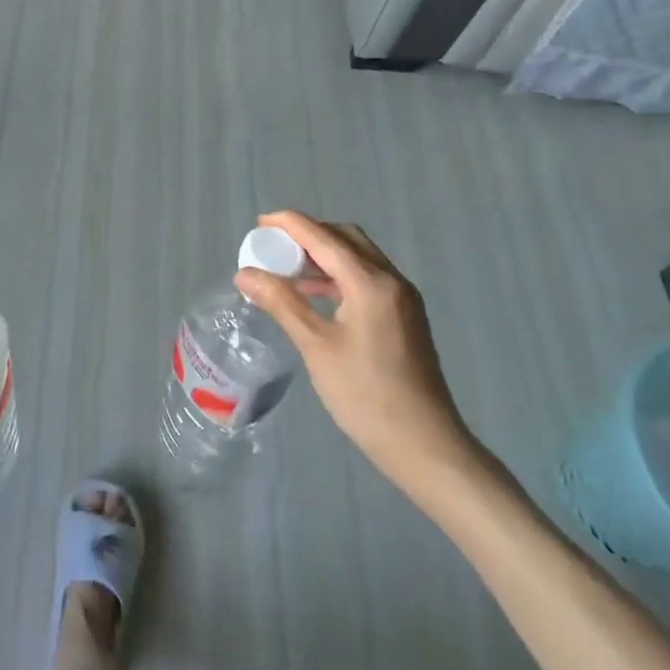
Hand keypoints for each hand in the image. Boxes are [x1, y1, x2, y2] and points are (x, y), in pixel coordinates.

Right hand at [234, 211, 483, 498]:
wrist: (425, 446)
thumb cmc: (366, 396)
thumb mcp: (316, 347)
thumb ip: (281, 303)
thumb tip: (245, 274)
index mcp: (370, 283)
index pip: (324, 237)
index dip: (290, 224)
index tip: (259, 224)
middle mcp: (391, 280)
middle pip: (345, 238)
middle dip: (308, 234)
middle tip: (274, 246)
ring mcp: (402, 298)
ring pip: (358, 257)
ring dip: (323, 254)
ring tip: (287, 269)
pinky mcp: (404, 316)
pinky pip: (366, 277)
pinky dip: (338, 274)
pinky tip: (315, 295)